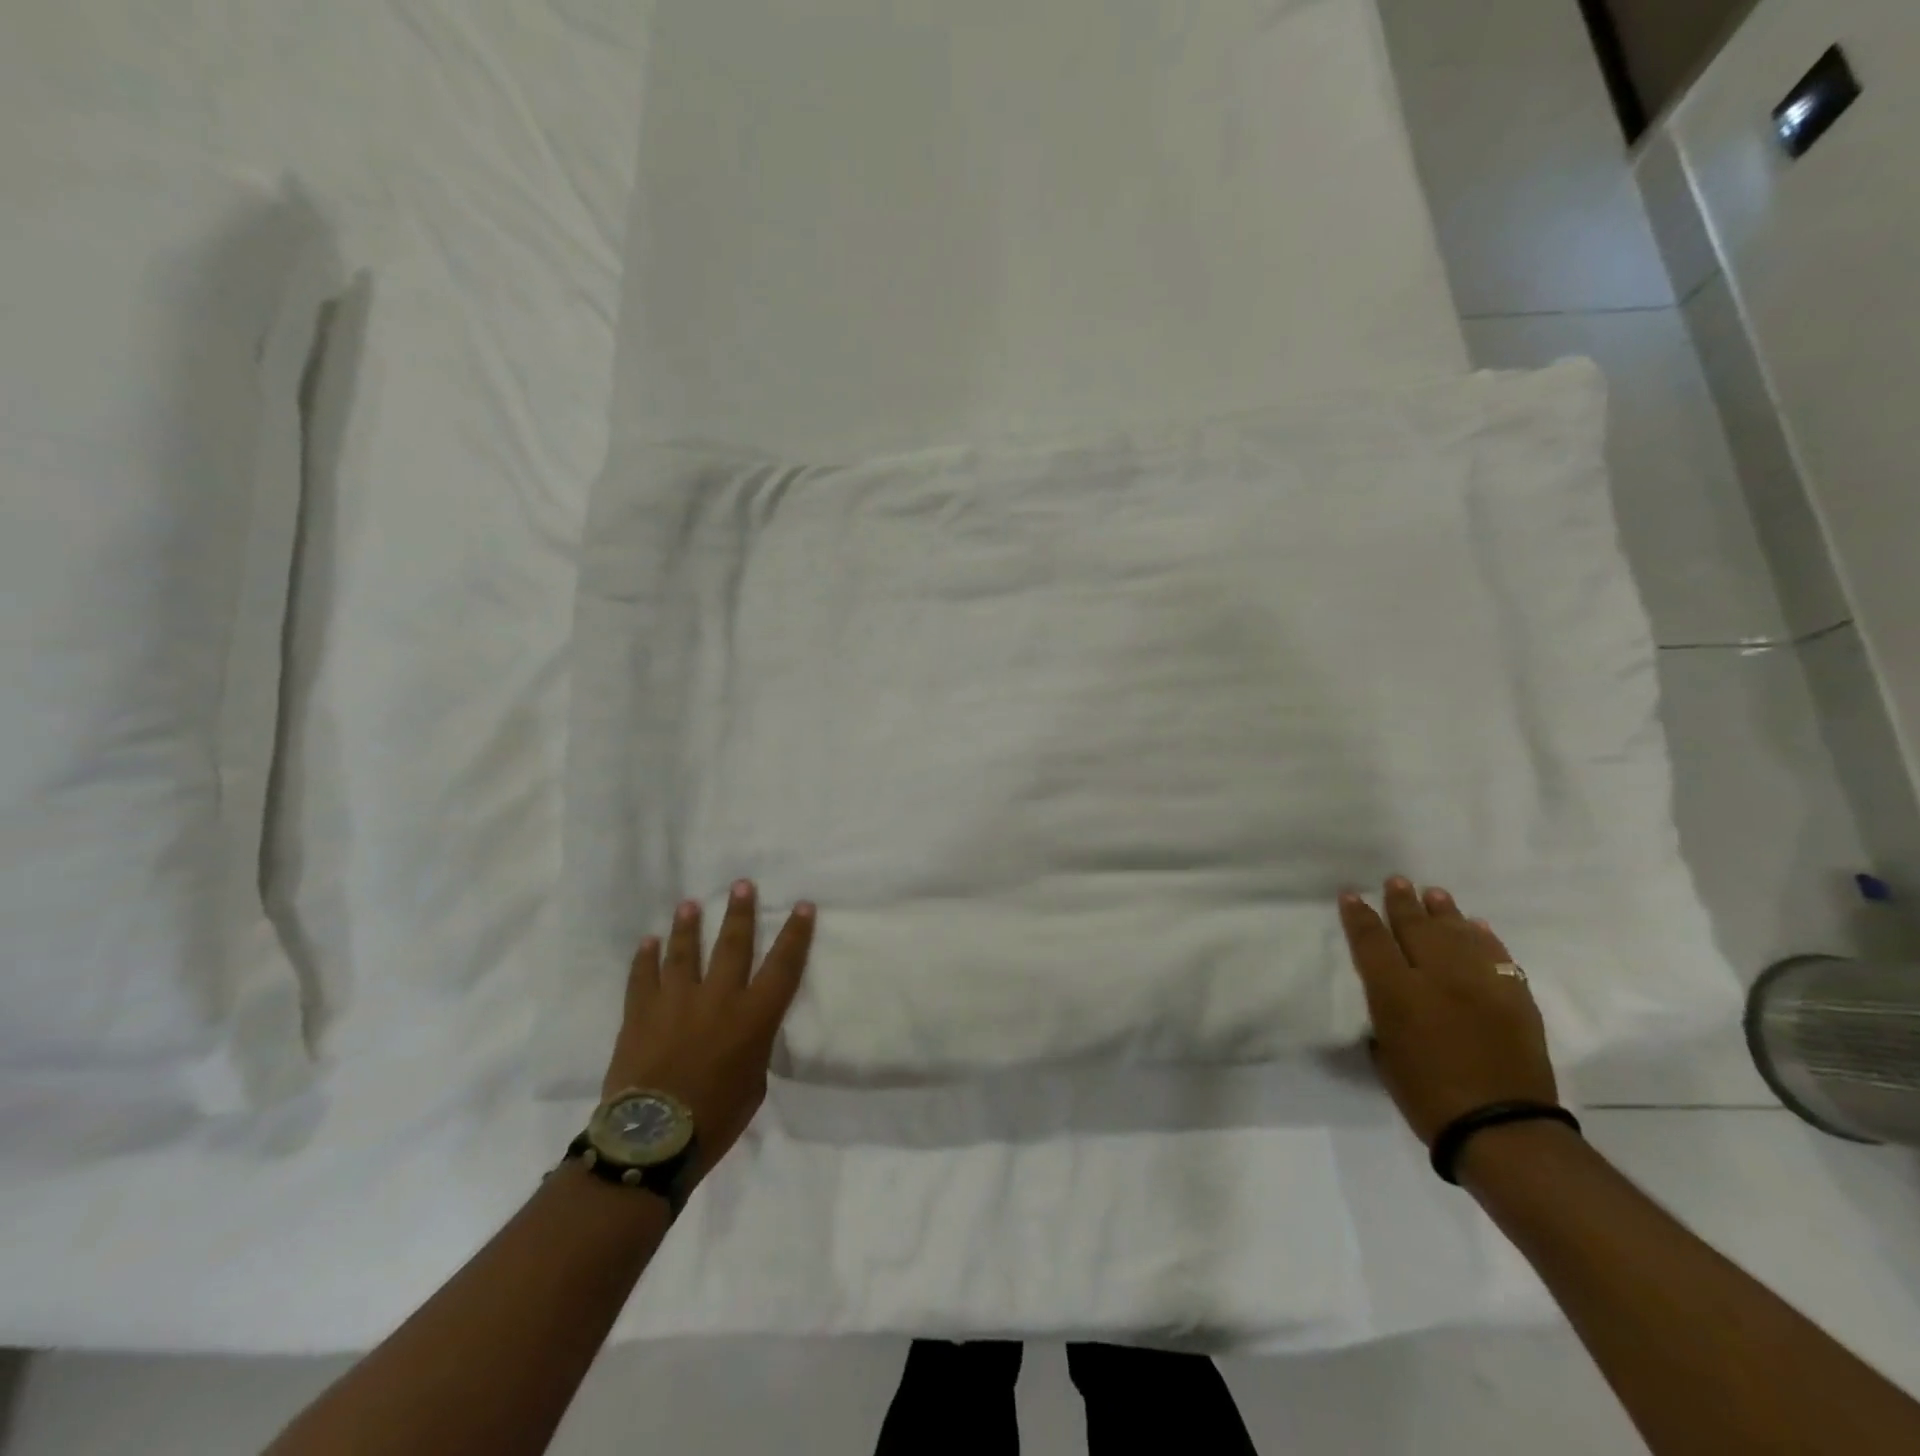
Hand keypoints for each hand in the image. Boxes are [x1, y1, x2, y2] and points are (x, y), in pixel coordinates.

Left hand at [602, 881, 815, 1186]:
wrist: (651, 1140)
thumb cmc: (715, 1119)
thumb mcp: (754, 1084)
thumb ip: (753, 1048)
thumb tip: (743, 1033)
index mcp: (753, 1017)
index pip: (783, 965)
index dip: (795, 934)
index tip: (802, 906)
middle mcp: (718, 998)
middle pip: (733, 945)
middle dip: (740, 913)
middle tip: (742, 885)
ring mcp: (676, 1001)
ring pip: (684, 952)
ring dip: (688, 926)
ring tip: (690, 904)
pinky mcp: (640, 1013)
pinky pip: (642, 977)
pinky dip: (645, 959)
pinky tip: (648, 942)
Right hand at [1338, 877, 1558, 1145]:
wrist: (1502, 1129)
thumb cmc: (1428, 1098)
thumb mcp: (1386, 1056)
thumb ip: (1384, 1019)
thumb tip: (1390, 1001)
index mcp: (1397, 993)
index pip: (1372, 941)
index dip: (1359, 916)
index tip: (1352, 896)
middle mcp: (1437, 978)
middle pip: (1416, 928)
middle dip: (1402, 902)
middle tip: (1396, 881)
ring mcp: (1480, 984)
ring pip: (1458, 935)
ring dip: (1444, 913)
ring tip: (1435, 894)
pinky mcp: (1515, 998)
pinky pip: (1497, 957)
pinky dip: (1485, 940)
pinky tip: (1476, 927)